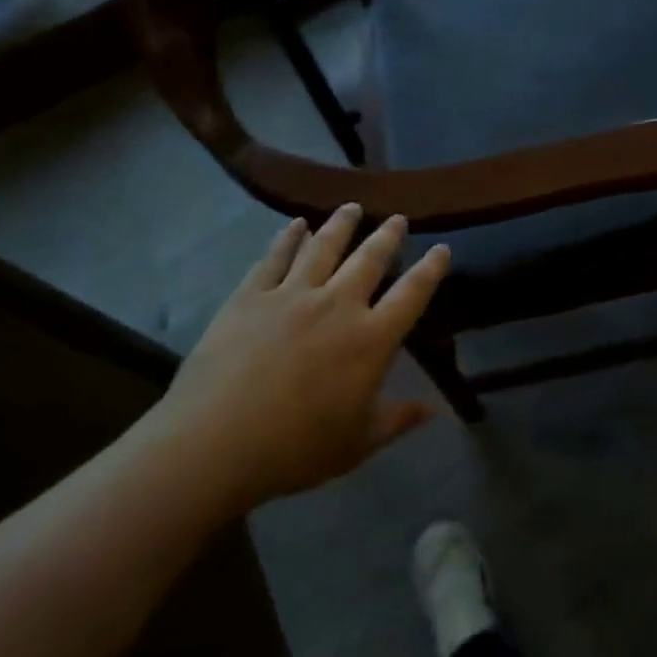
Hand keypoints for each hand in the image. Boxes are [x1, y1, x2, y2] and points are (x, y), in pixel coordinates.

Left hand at [141, 205, 449, 516]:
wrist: (214, 444)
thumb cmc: (294, 449)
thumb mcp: (357, 443)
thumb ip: (398, 419)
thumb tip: (436, 409)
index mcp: (371, 339)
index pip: (412, 294)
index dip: (431, 269)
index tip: (442, 248)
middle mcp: (338, 304)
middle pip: (370, 259)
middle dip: (387, 236)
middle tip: (398, 218)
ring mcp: (292, 295)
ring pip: (324, 247)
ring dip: (341, 224)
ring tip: (352, 207)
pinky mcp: (251, 296)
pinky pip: (275, 257)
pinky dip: (288, 237)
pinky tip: (296, 224)